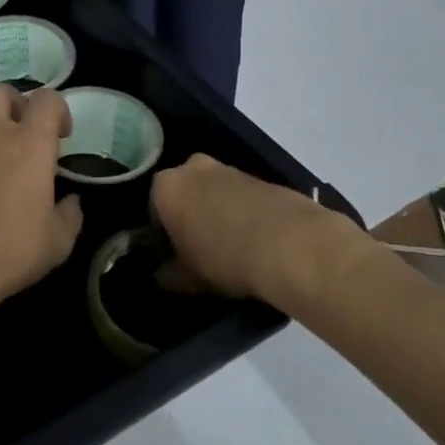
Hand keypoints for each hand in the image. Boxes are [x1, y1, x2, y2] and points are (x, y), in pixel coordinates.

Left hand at [0, 85, 83, 310]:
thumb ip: (70, 215)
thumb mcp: (58, 242)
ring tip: (10, 186)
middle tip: (29, 134)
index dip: (58, 109)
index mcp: (29, 145)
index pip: (45, 99)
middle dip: (16, 101)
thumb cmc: (11, 250)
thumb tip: (71, 203)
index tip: (63, 137)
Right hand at [150, 154, 366, 305]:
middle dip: (190, 217)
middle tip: (200, 250)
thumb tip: (163, 276)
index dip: (163, 236)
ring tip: (231, 248)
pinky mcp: (262, 177)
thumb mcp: (189, 277)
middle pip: (185, 194)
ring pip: (214, 193)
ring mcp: (230, 169)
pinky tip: (255, 241)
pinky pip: (242, 197)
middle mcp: (194, 168)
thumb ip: (170, 275)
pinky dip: (243, 213)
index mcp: (166, 187)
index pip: (154, 210)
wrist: (291, 244)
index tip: (175, 257)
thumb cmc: (224, 257)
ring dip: (217, 213)